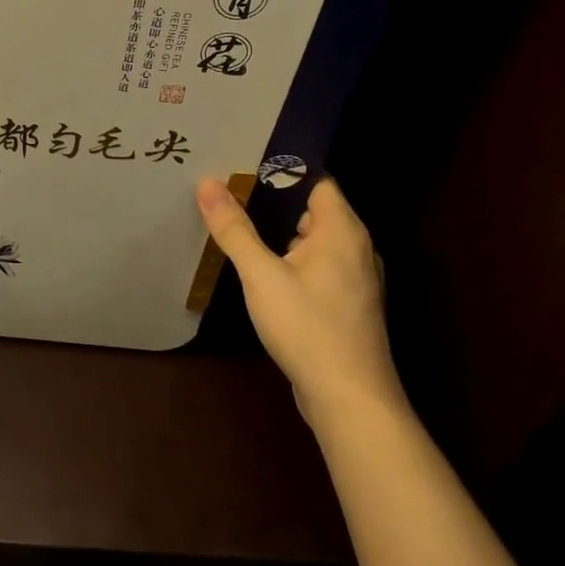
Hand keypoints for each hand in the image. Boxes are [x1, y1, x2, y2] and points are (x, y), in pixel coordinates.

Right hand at [195, 175, 402, 421]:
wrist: (350, 400)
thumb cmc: (308, 328)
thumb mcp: (261, 275)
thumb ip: (235, 229)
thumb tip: (208, 183)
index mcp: (343, 231)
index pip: (317, 180)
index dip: (282, 170)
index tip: (242, 165)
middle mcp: (356, 248)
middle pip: (314, 209)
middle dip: (274, 201)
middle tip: (230, 193)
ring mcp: (356, 279)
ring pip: (315, 241)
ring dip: (281, 234)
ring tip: (239, 227)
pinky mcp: (348, 305)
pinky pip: (318, 267)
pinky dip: (292, 261)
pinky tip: (261, 272)